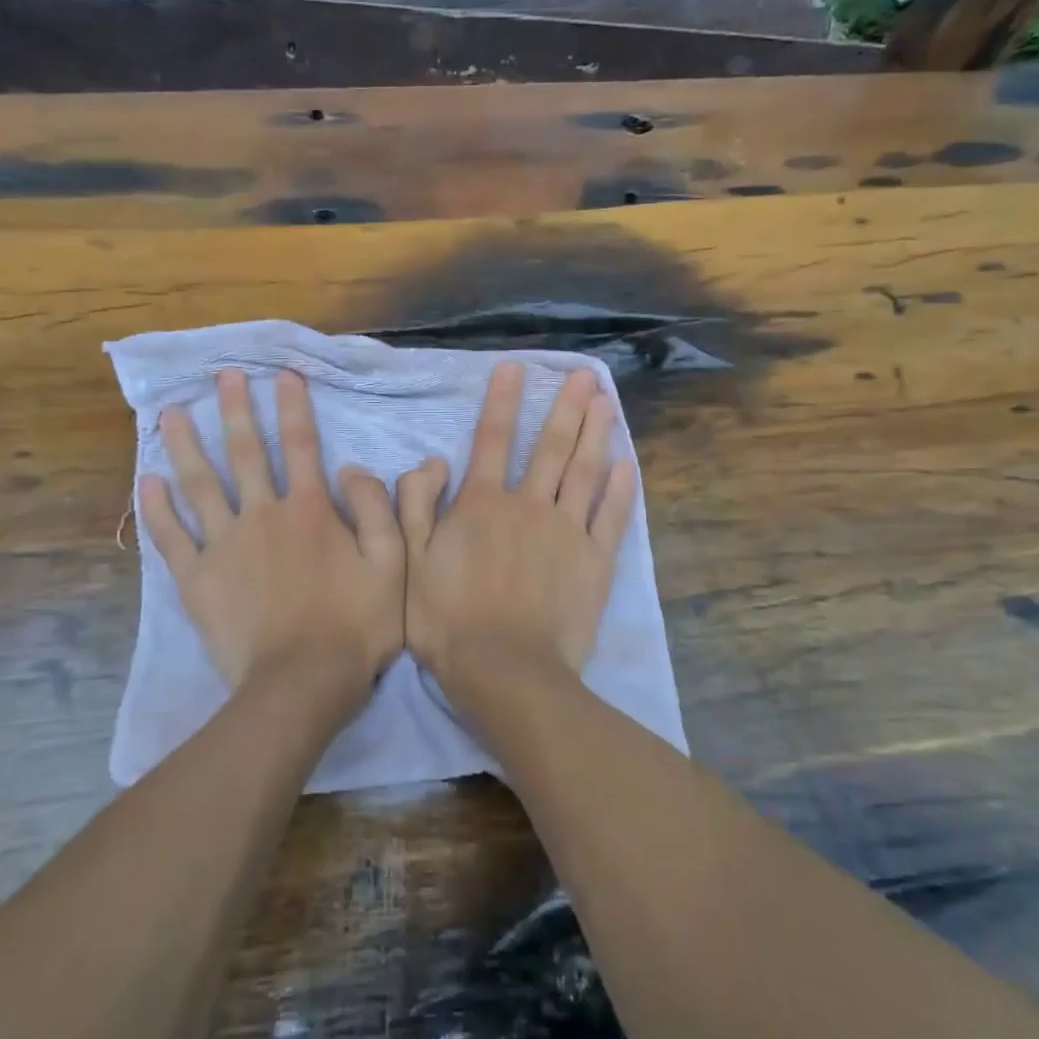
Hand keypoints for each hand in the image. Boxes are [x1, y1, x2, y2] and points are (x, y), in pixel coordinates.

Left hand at [140, 369, 402, 717]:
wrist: (302, 682)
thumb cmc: (355, 625)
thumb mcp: (392, 565)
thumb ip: (377, 510)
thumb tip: (352, 468)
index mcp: (310, 510)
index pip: (302, 445)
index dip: (294, 406)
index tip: (283, 374)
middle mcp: (262, 515)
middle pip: (246, 453)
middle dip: (235, 410)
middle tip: (222, 376)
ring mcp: (224, 546)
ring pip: (201, 484)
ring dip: (186, 445)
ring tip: (171, 412)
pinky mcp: (197, 579)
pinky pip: (171, 537)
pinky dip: (158, 508)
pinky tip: (147, 480)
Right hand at [398, 362, 635, 695]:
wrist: (503, 671)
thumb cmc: (447, 619)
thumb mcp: (410, 562)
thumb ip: (416, 506)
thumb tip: (431, 461)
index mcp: (482, 503)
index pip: (493, 439)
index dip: (504, 401)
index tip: (516, 367)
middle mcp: (529, 505)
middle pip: (551, 447)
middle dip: (567, 407)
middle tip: (585, 375)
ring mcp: (567, 532)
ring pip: (585, 471)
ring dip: (597, 433)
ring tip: (607, 402)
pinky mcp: (595, 562)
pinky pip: (612, 517)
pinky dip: (622, 489)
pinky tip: (628, 463)